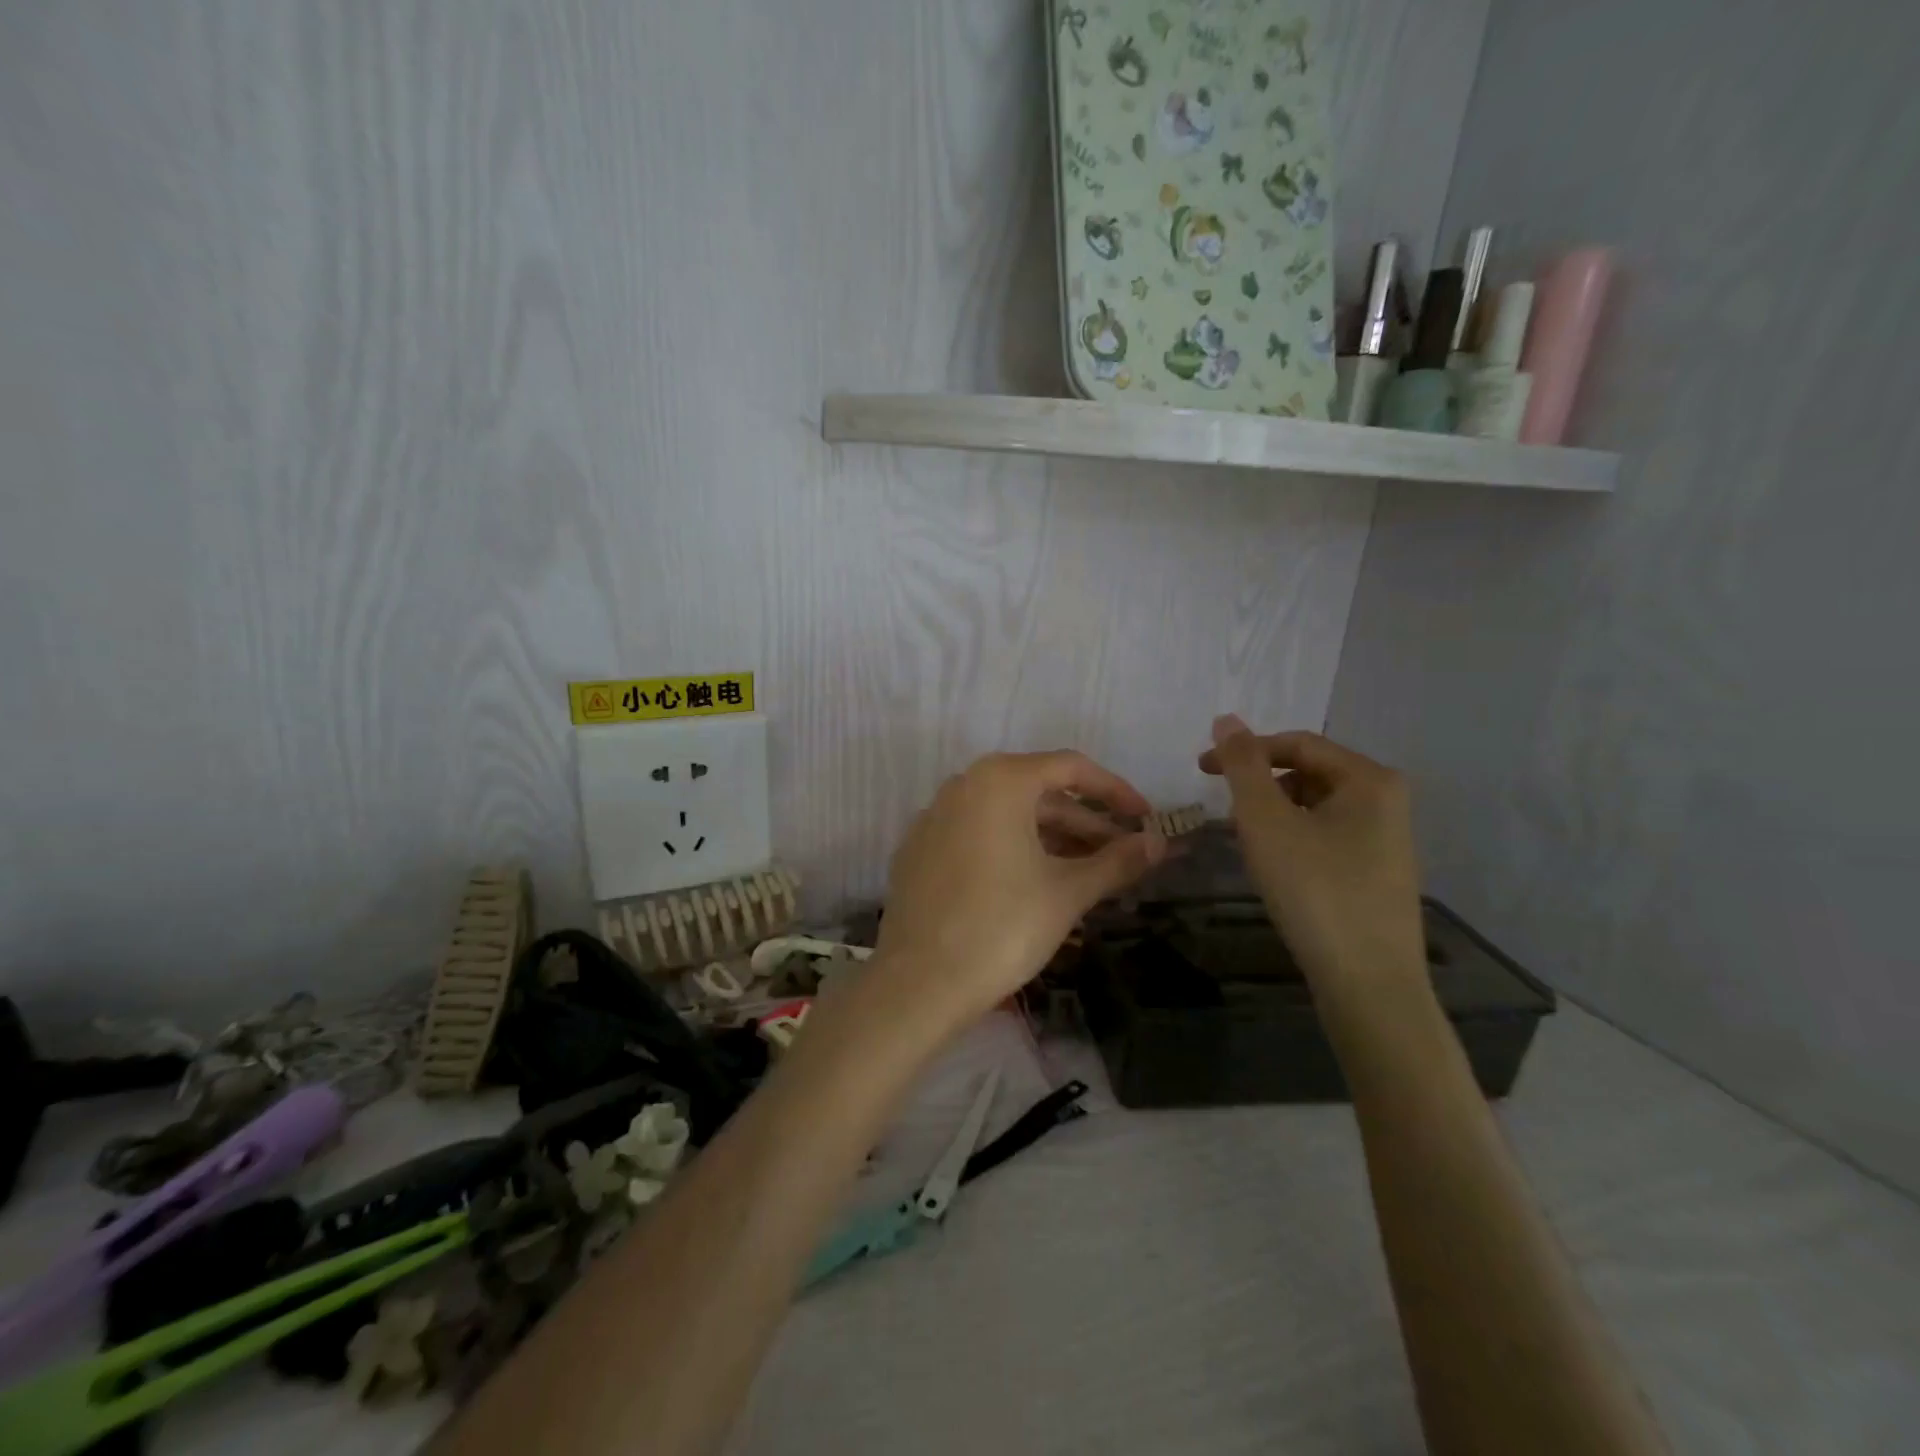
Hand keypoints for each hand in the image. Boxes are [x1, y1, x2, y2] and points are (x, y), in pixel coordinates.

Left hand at [872, 751, 1167, 1031]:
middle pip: (1037, 793)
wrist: (920, 982)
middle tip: (1122, 854)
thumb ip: (1117, 861)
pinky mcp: (919, 849)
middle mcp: (963, 785)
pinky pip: (978, 835)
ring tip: (1088, 872)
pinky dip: (1013, 849)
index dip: (1114, 791)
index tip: (1144, 819)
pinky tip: (1035, 882)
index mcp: (1000, 781)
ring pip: (1007, 816)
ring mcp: (934, 817)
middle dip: (1084, 822)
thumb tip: (1159, 844)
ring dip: (1051, 838)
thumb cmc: (1003, 927)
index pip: (1070, 768)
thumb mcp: (1068, 892)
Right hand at [1200, 715, 1424, 990]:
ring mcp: (1386, 840)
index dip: (1245, 750)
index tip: (1199, 769)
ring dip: (1274, 812)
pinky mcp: (1377, 873)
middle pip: (1308, 772)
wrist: (1368, 984)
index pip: (1297, 743)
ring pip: (1315, 806)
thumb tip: (1226, 719)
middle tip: (1223, 809)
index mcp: (1369, 778)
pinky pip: (1326, 835)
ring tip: (1245, 840)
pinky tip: (1275, 867)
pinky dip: (1292, 838)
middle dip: (1260, 784)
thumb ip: (1242, 765)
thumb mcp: (1266, 821)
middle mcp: (1387, 800)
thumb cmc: (1315, 890)